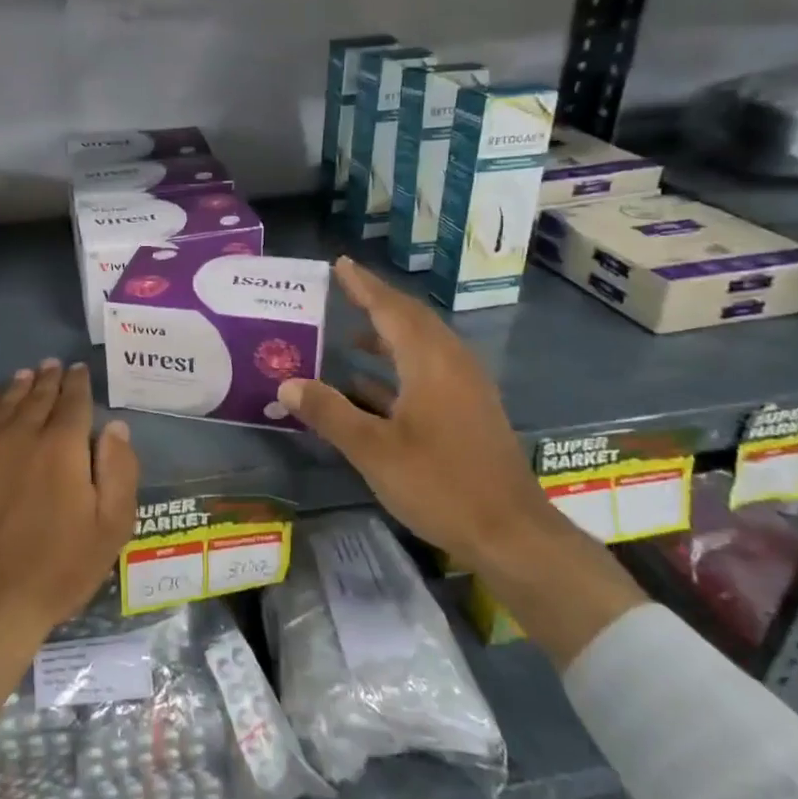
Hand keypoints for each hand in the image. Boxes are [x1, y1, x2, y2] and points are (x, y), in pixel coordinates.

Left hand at [0, 360, 139, 721]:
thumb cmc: (55, 569)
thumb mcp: (110, 527)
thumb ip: (119, 470)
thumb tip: (115, 426)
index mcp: (62, 447)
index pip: (73, 402)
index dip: (78, 383)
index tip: (79, 369)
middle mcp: (20, 435)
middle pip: (36, 397)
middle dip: (48, 379)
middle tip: (52, 365)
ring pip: (1, 405)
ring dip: (16, 388)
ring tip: (24, 375)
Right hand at [274, 258, 548, 568]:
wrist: (510, 534)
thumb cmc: (440, 485)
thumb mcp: (373, 450)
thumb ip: (329, 412)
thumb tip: (287, 383)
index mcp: (431, 363)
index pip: (391, 310)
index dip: (364, 286)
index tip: (341, 264)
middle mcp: (452, 365)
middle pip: (411, 321)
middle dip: (376, 303)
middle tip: (342, 289)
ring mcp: (465, 389)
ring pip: (421, 348)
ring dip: (386, 337)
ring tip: (348, 334)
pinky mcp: (469, 412)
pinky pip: (428, 372)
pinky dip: (397, 368)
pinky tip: (369, 386)